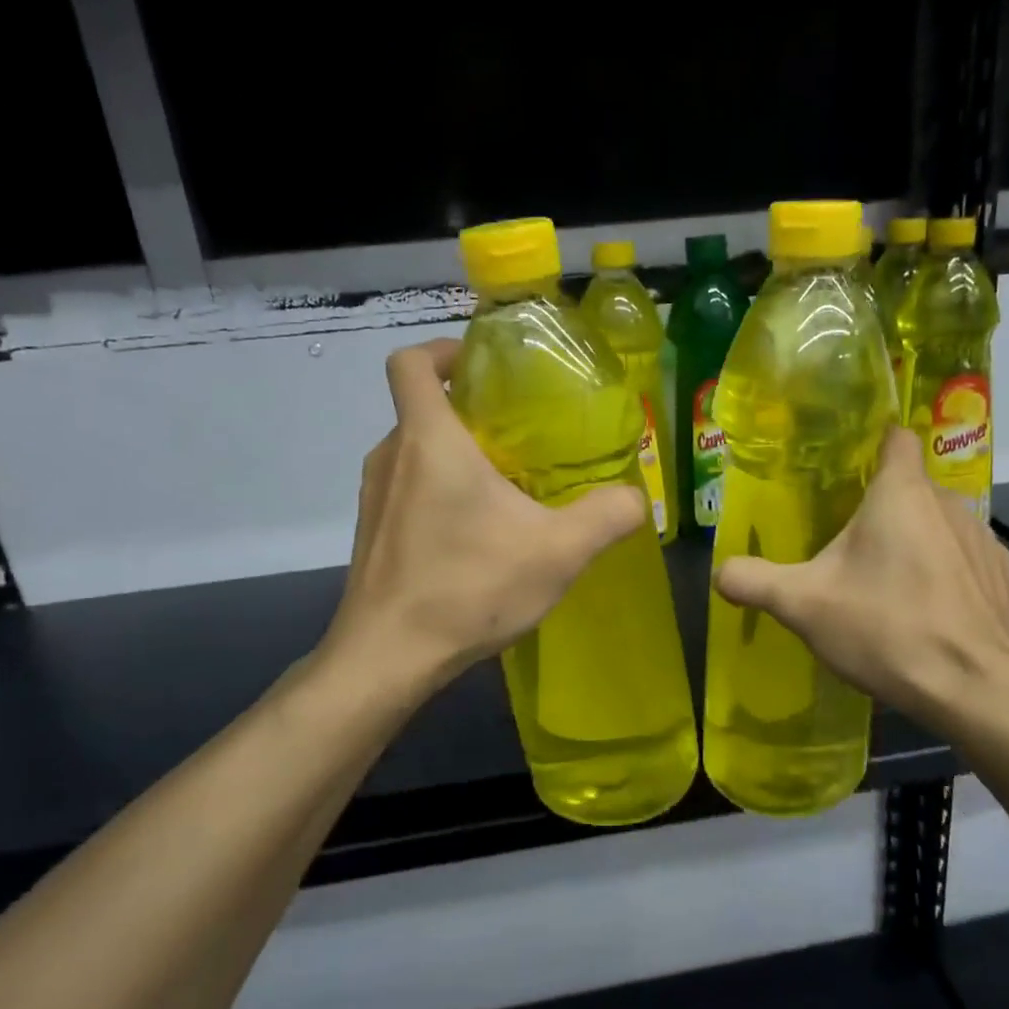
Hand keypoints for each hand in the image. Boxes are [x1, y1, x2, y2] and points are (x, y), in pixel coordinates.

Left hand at [313, 339, 647, 694]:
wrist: (388, 658)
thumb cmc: (469, 588)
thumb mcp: (558, 552)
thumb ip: (607, 516)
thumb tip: (636, 498)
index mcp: (429, 441)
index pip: (411, 362)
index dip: (444, 350)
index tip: (483, 367)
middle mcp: (391, 457)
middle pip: (422, 408)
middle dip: (470, 410)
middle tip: (522, 434)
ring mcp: (374, 497)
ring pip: (416, 452)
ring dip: (456, 455)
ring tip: (507, 485)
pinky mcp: (371, 533)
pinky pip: (407, 490)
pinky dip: (439, 492)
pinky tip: (478, 535)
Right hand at [715, 426, 1008, 754]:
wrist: (974, 690)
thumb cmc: (886, 629)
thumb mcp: (802, 606)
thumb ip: (754, 581)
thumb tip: (720, 572)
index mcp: (901, 493)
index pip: (895, 437)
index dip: (872, 444)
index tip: (848, 468)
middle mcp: (950, 502)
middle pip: (911, 487)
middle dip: (883, 508)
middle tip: (849, 544)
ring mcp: (985, 540)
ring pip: (941, 524)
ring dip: (918, 541)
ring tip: (889, 584)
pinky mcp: (1006, 578)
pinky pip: (968, 561)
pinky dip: (949, 575)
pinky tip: (931, 611)